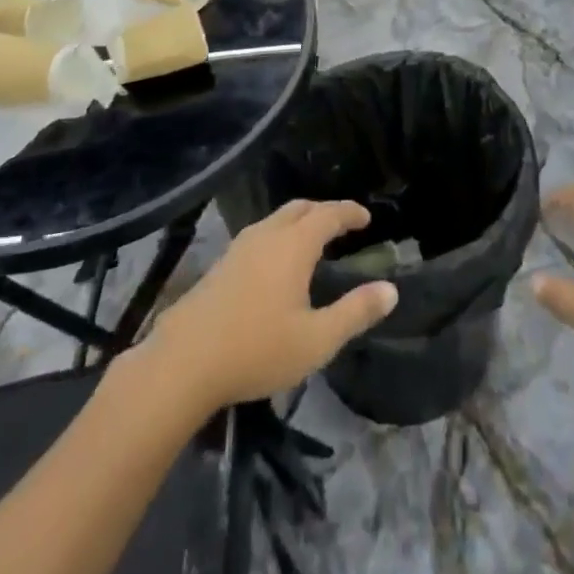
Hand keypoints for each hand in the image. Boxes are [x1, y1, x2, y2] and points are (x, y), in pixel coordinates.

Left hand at [148, 200, 396, 409]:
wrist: (182, 364)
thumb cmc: (256, 350)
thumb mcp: (316, 340)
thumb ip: (355, 313)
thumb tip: (391, 290)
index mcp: (294, 245)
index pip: (329, 214)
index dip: (350, 212)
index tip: (366, 218)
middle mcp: (267, 235)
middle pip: (300, 208)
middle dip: (324, 211)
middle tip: (342, 226)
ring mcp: (239, 248)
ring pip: (276, 220)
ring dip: (298, 223)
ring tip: (312, 244)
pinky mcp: (220, 266)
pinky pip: (259, 236)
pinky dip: (278, 238)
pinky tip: (275, 268)